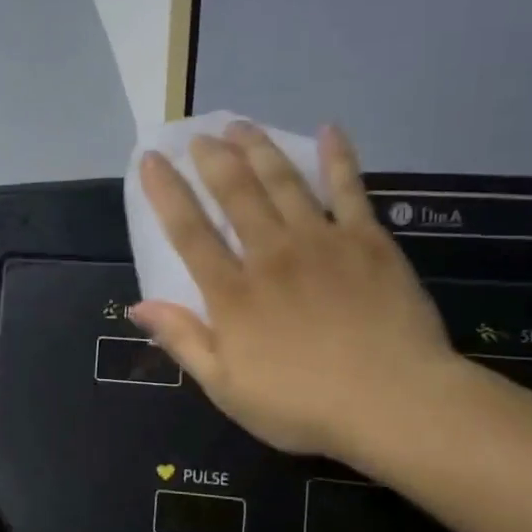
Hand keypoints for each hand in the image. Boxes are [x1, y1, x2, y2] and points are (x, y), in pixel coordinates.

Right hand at [131, 122, 457, 468]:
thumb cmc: (302, 405)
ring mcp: (322, 243)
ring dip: (259, 150)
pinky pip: (350, 190)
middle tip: (200, 135)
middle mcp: (271, 255)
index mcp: (233, 293)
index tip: (150, 160)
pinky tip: (330, 131)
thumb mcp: (226, 388)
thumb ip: (183, 341)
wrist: (393, 403)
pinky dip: (339, 159)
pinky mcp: (368, 243)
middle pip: (236, 195)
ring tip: (241, 125)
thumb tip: (138, 305)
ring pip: (284, 183)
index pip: (188, 232)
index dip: (166, 193)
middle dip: (213, 160)